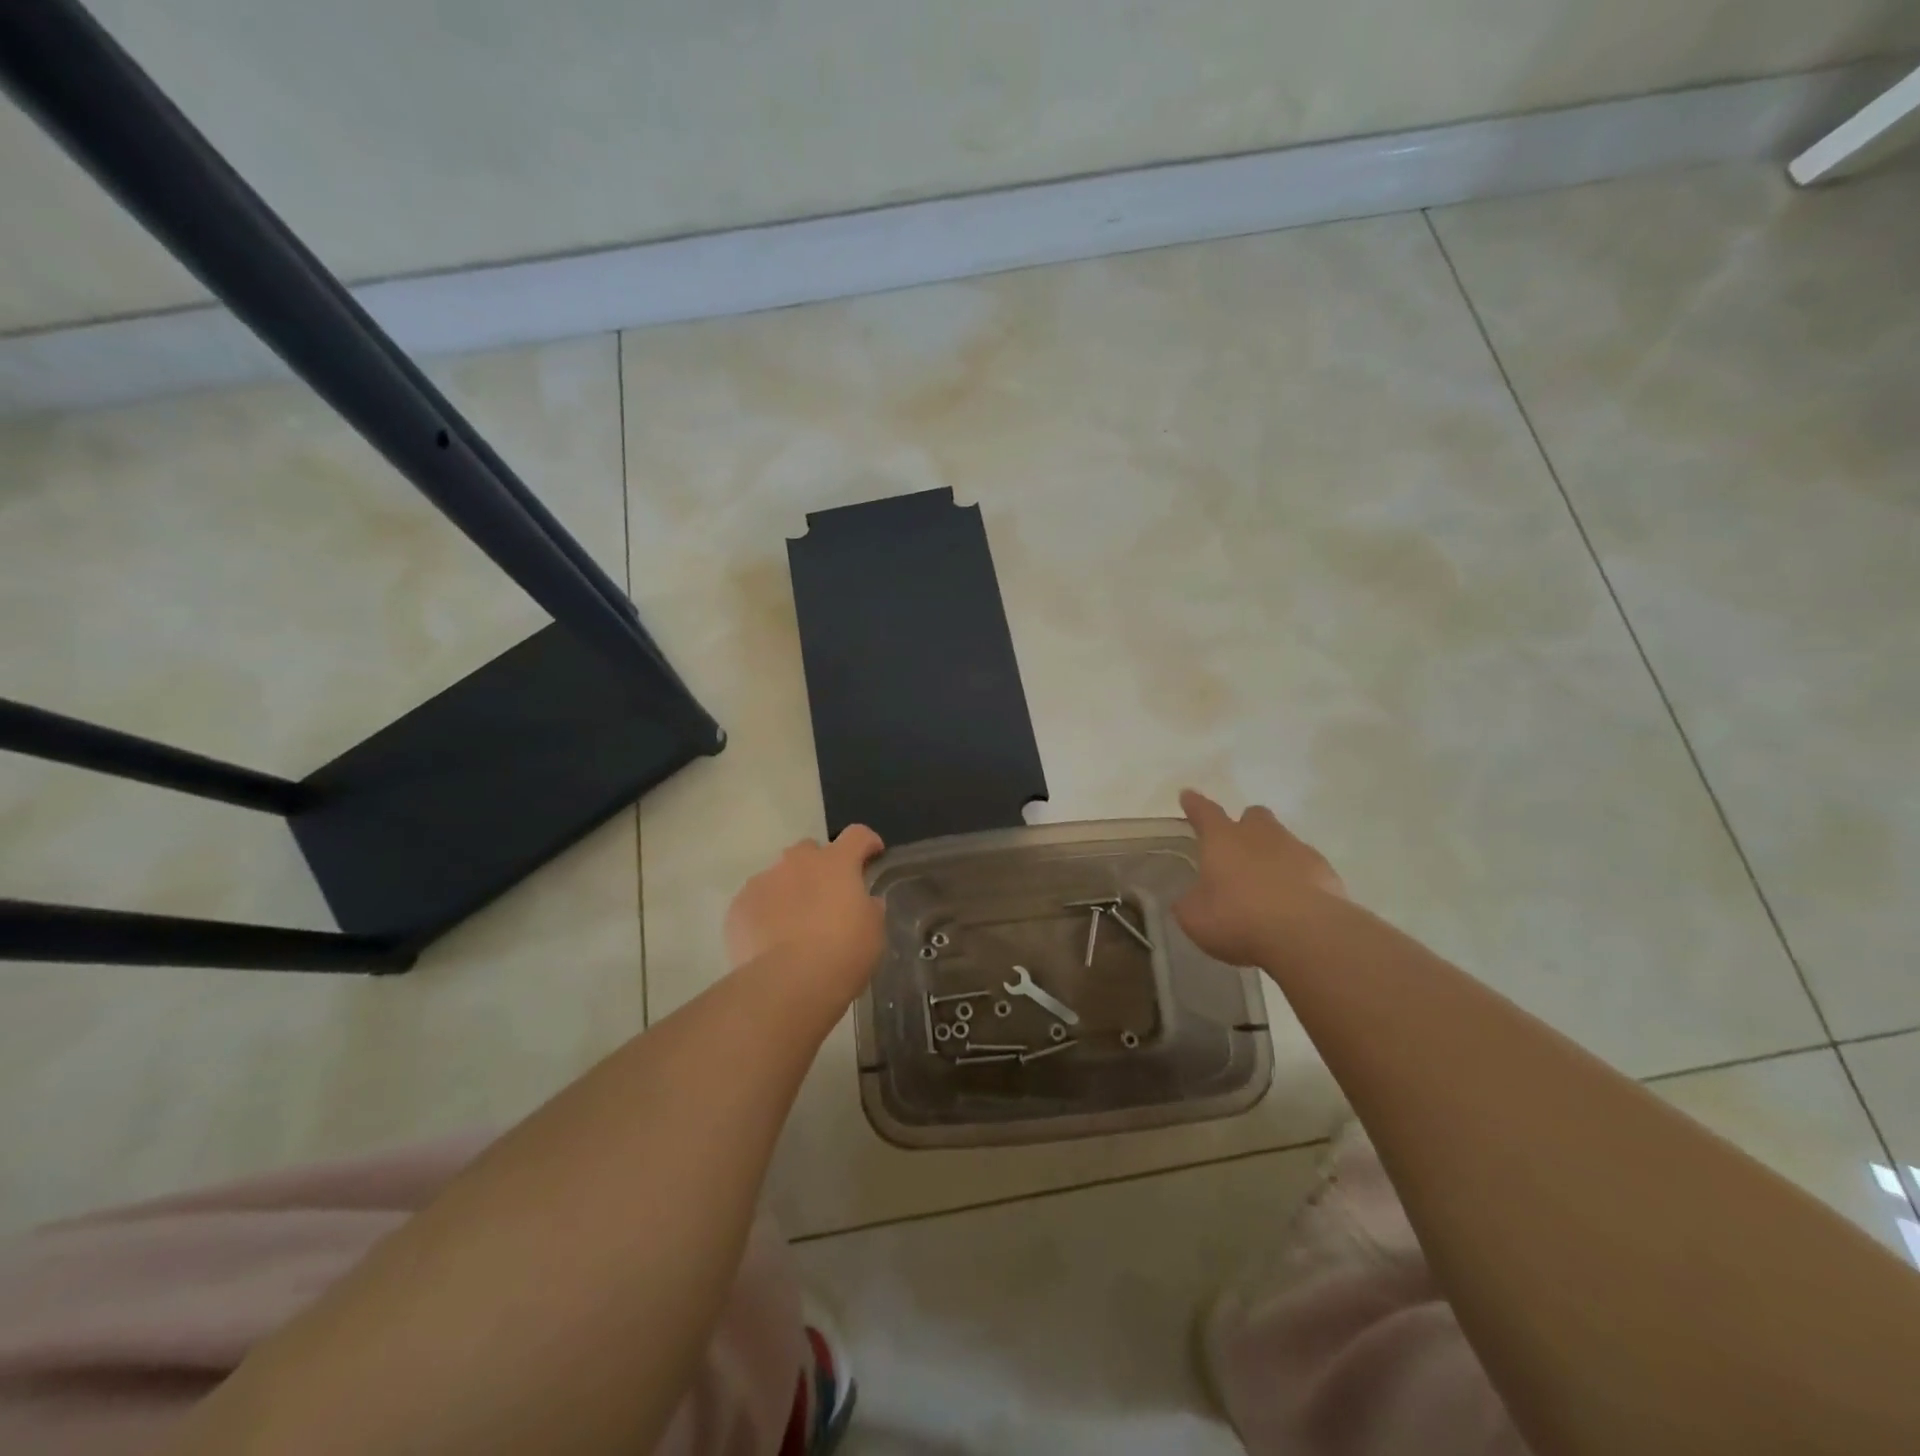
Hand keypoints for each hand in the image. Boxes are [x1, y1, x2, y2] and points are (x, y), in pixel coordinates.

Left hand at [724, 825, 886, 1005]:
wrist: (787, 984)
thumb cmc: (842, 954)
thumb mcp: (873, 931)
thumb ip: (869, 908)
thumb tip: (864, 902)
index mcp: (836, 863)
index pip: (857, 835)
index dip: (867, 842)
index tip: (873, 855)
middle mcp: (798, 862)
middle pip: (810, 850)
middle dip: (819, 866)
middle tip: (827, 895)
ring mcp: (763, 881)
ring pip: (779, 875)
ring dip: (790, 890)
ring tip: (794, 924)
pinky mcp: (738, 906)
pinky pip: (756, 901)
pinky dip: (765, 913)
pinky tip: (770, 941)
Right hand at [1174, 789, 1345, 965]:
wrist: (1308, 936)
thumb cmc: (1239, 919)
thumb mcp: (1195, 917)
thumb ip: (1190, 902)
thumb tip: (1191, 898)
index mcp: (1222, 839)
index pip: (1204, 812)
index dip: (1195, 804)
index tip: (1189, 796)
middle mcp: (1260, 835)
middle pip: (1254, 816)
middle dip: (1245, 825)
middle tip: (1238, 848)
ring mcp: (1297, 850)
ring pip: (1283, 840)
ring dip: (1273, 855)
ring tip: (1266, 885)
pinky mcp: (1327, 873)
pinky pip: (1307, 868)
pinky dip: (1298, 879)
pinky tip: (1294, 903)